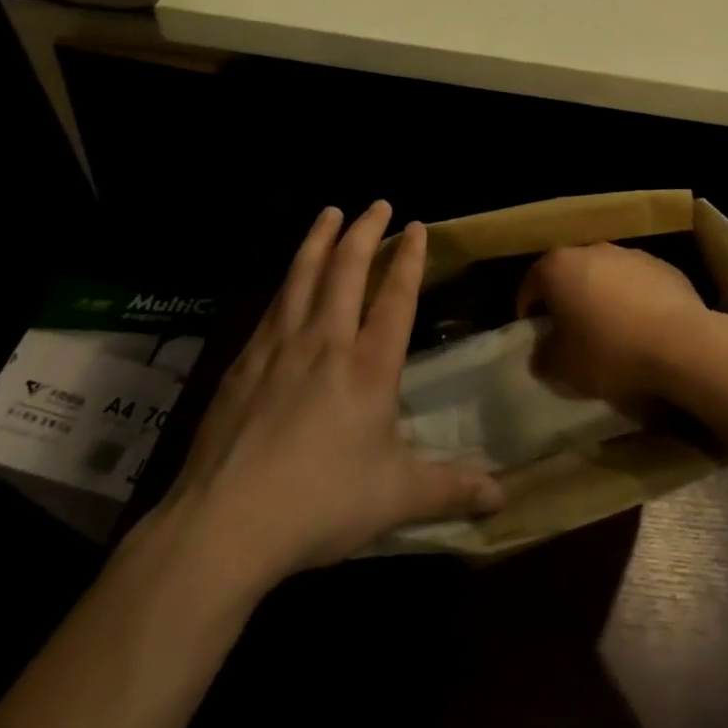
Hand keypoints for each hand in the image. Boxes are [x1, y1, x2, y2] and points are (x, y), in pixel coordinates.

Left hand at [156, 203, 503, 586]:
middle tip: (377, 204)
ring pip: (303, 276)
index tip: (415, 226)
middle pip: (347, 270)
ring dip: (319, 239)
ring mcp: (278, 348)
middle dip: (365, 231)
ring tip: (329, 212)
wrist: (225, 523)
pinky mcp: (242, 363)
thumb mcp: (395, 498)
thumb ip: (450, 489)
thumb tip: (502, 498)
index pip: (395, 297)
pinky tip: (286, 279)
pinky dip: (287, 280)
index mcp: (368, 367)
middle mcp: (325, 343)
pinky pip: (272, 306)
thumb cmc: (319, 503)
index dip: (408, 258)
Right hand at [516, 244, 716, 410]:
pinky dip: (632, 299)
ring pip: (604, 275)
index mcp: (558, 267)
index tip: (535, 335)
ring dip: (601, 297)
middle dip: (566, 300)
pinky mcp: (662, 265)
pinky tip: (641, 326)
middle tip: (570, 333)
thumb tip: (541, 353)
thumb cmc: (610, 350)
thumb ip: (543, 356)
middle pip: (569, 274)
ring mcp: (629, 253)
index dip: (528, 311)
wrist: (681, 342)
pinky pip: (636, 282)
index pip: (531, 285)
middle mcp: (591, 250)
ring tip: (609, 330)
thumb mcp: (563, 367)